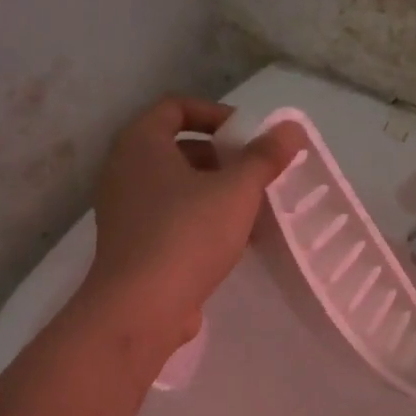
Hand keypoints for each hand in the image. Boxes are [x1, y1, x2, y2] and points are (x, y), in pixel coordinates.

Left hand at [85, 96, 307, 348]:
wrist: (142, 307)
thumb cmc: (187, 235)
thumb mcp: (237, 190)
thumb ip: (265, 157)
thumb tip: (291, 127)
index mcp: (140, 143)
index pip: (176, 107)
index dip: (216, 115)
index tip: (248, 136)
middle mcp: (125, 171)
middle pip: (177, 149)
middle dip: (221, 158)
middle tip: (255, 174)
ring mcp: (126, 211)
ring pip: (176, 189)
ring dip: (214, 193)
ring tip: (252, 210)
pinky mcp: (134, 246)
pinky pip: (171, 220)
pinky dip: (200, 222)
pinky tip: (234, 242)